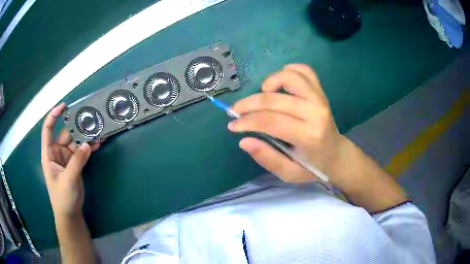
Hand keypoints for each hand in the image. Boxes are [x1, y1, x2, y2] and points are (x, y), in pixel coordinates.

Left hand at [41, 103, 100, 217]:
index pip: (48, 130)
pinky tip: (98, 143)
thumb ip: (76, 162)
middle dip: (76, 126)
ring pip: (76, 142)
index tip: (64, 106)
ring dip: (85, 137)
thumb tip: (87, 144)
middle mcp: (57, 152)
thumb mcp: (68, 180)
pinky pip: (82, 152)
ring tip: (97, 129)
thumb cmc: (62, 198)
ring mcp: (67, 158)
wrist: (70, 213)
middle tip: (90, 119)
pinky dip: (89, 147)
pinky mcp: (75, 164)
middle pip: (66, 134)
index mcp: (49, 154)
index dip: (53, 116)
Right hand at [229, 64, 346, 183]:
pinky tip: (280, 83)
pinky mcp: (321, 92)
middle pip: (274, 100)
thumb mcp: (289, 173)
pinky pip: (305, 71)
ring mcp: (319, 99)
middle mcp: (315, 113)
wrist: (337, 155)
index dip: (246, 121)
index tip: (233, 125)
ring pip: (290, 77)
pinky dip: (289, 70)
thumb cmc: (313, 167)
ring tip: (261, 94)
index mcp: (308, 136)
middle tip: (236, 111)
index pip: (270, 121)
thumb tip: (244, 141)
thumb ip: (267, 158)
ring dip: (269, 82)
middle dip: (248, 104)